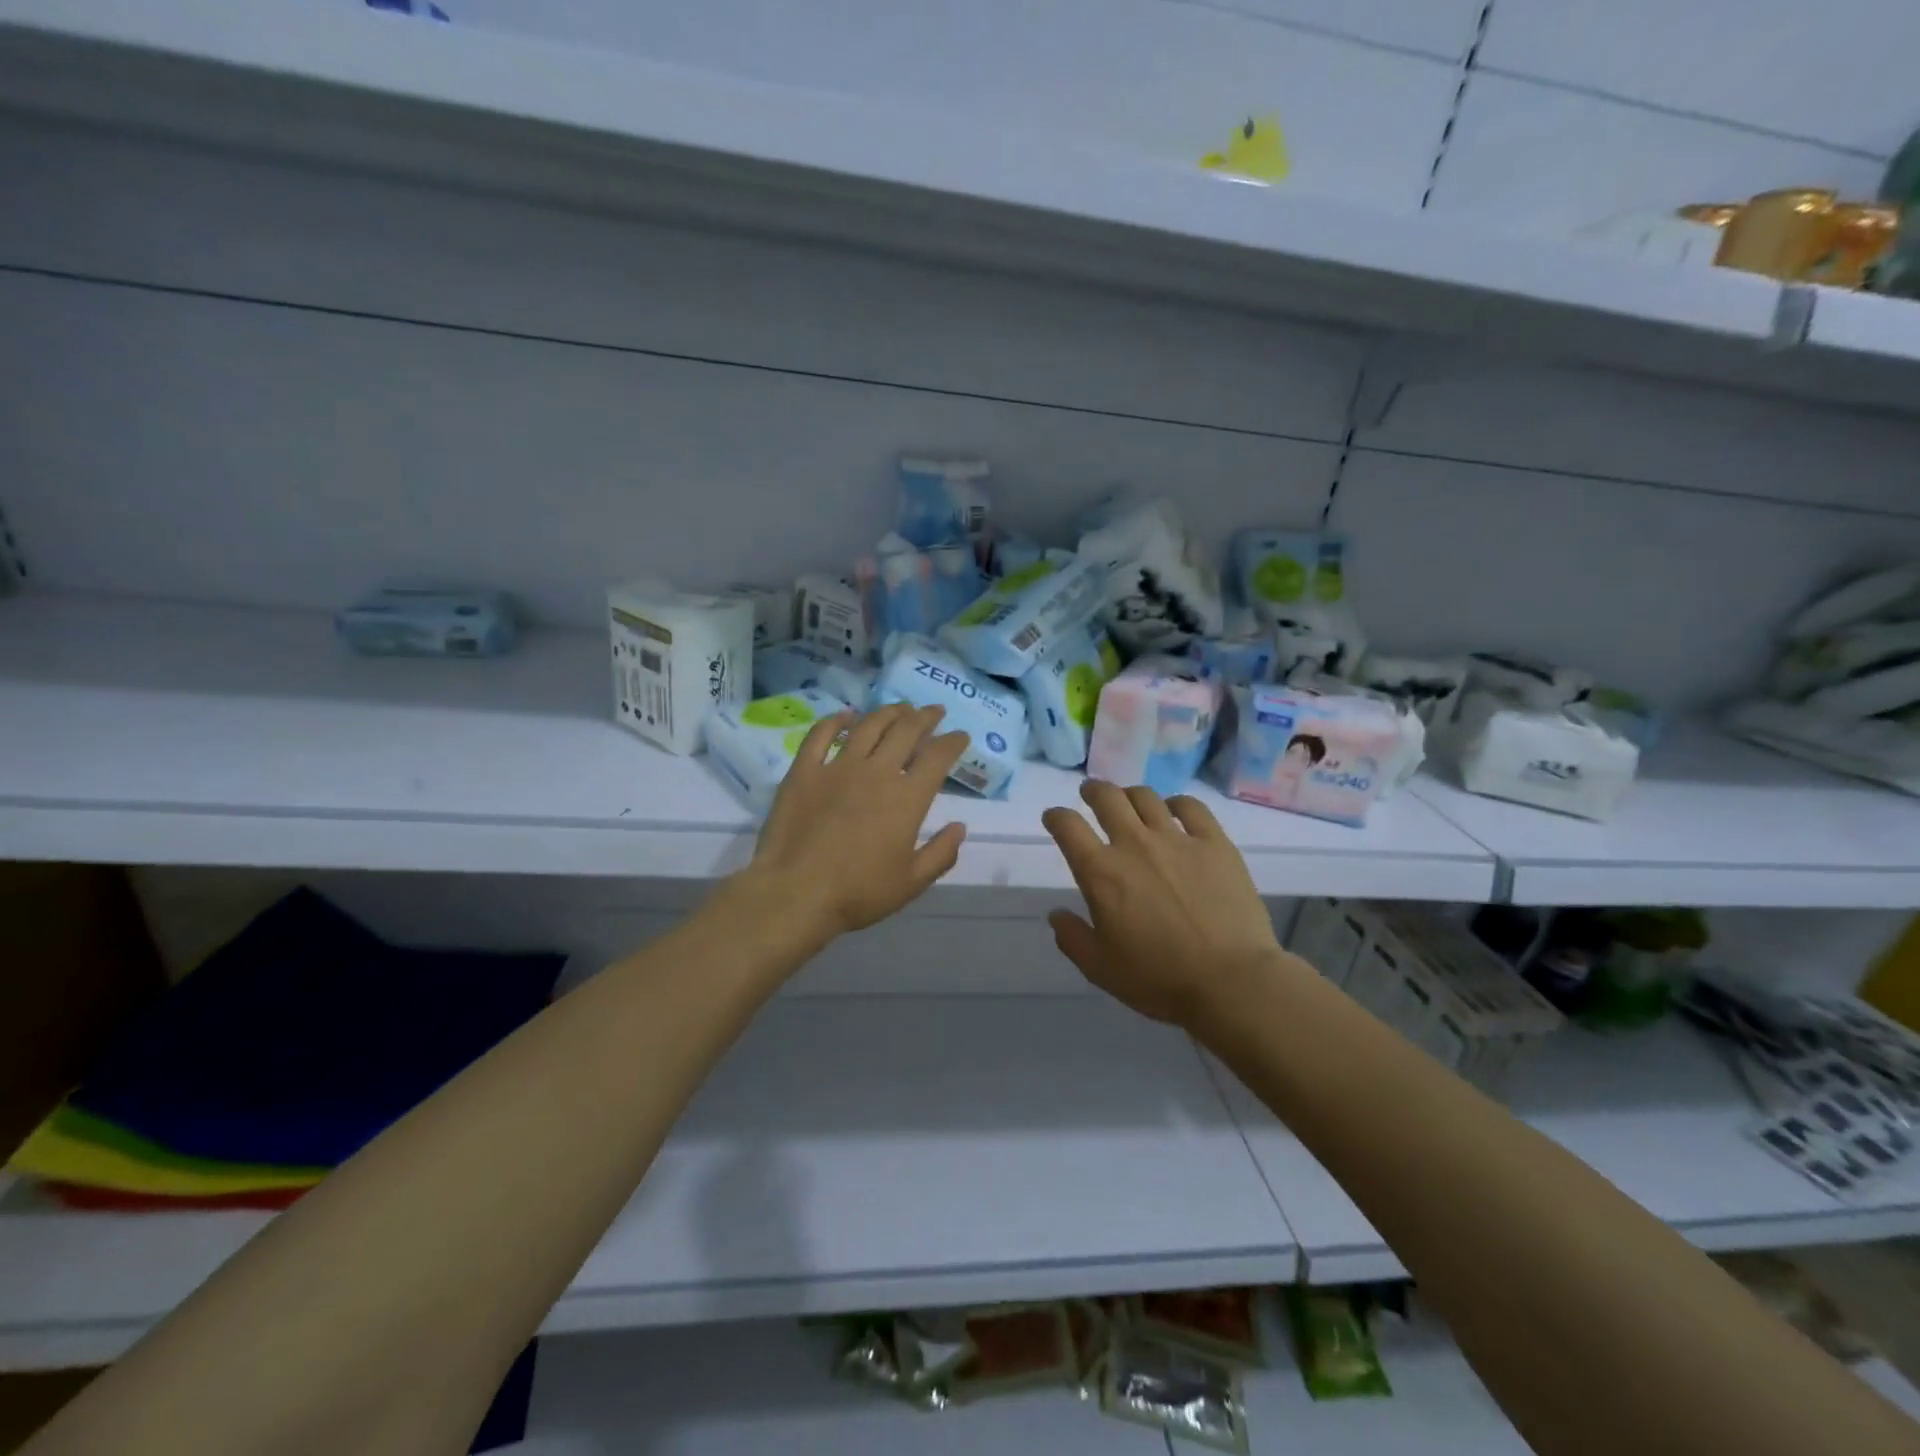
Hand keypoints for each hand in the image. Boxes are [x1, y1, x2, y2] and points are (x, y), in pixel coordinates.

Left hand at [745, 703, 969, 940]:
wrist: (795, 893)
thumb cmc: (858, 893)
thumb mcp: (911, 883)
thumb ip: (941, 853)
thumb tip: (959, 827)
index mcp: (907, 798)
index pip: (938, 757)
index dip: (953, 742)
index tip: (960, 736)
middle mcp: (877, 772)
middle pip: (906, 731)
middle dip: (925, 717)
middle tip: (934, 711)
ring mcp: (837, 767)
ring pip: (869, 726)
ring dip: (889, 712)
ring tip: (900, 708)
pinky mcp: (804, 770)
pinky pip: (820, 735)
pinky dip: (836, 721)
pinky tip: (845, 715)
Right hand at [1042, 781, 1285, 1027]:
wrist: (1231, 981)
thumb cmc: (1159, 979)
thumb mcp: (1100, 969)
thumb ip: (1072, 938)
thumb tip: (1056, 914)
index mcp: (1101, 872)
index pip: (1068, 827)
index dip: (1056, 817)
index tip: (1054, 818)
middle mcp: (1134, 843)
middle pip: (1107, 798)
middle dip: (1093, 791)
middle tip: (1090, 794)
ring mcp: (1177, 839)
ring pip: (1146, 797)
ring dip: (1130, 795)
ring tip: (1130, 801)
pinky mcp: (1214, 843)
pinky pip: (1191, 807)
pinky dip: (1177, 803)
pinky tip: (1174, 810)